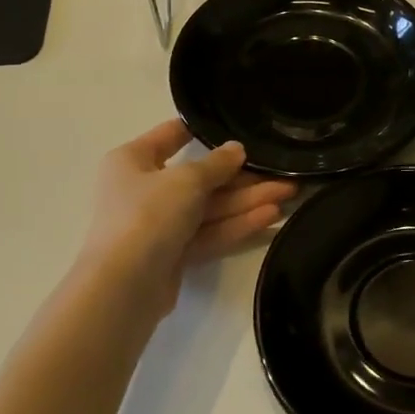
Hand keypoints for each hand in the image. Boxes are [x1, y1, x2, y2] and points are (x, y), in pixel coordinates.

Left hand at [81, 119, 295, 307]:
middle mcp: (143, 189)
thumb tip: (237, 149)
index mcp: (132, 160)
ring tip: (289, 193)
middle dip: (242, 177)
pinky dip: (236, 225)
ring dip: (247, 201)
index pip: (171, 136)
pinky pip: (208, 232)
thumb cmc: (148, 215)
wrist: (125, 286)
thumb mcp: (186, 180)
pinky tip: (271, 217)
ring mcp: (158, 225)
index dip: (204, 131)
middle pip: (199, 178)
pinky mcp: (173, 254)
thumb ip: (216, 163)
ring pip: (209, 208)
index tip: (239, 127)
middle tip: (283, 173)